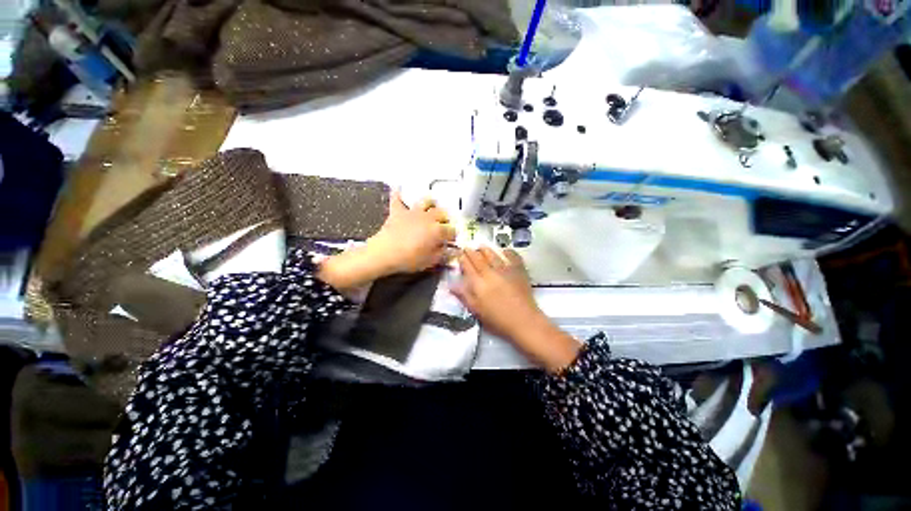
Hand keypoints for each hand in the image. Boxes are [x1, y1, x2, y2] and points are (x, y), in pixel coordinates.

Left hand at [366, 191, 456, 274]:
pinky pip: (398, 199)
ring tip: (431, 208)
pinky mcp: (398, 211)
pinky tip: (398, 189)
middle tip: (443, 225)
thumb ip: (442, 254)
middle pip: (442, 213)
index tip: (452, 241)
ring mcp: (413, 212)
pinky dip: (398, 194)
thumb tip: (450, 250)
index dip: (453, 236)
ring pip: (426, 201)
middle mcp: (428, 217)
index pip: (451, 230)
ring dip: (430, 204)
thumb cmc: (410, 259)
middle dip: (445, 219)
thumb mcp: (430, 261)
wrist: (385, 253)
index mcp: (438, 230)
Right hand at [453, 248, 580, 372]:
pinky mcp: (519, 270)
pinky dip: (507, 251)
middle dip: (471, 251)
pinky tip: (504, 250)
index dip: (462, 259)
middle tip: (467, 247)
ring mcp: (505, 270)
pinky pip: (512, 256)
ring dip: (485, 249)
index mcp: (478, 283)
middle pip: (478, 258)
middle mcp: (490, 273)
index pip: (467, 266)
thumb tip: (451, 284)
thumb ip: (464, 295)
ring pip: (492, 255)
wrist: (523, 321)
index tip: (459, 254)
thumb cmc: (497, 319)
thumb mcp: (476, 310)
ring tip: (481, 246)